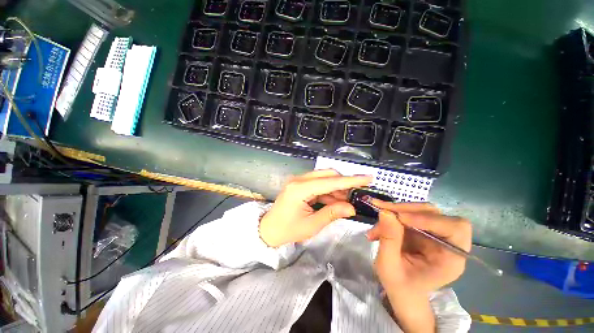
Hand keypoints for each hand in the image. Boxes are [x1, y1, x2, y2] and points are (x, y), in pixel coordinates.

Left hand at [259, 170, 370, 246]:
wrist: (269, 229)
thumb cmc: (288, 230)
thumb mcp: (312, 225)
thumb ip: (332, 213)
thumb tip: (352, 208)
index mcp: (300, 189)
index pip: (330, 182)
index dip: (350, 180)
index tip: (367, 178)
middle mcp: (299, 180)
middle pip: (327, 175)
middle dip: (343, 184)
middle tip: (353, 197)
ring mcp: (298, 180)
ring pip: (324, 178)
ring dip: (336, 188)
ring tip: (344, 202)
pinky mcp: (299, 183)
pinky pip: (318, 183)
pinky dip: (328, 190)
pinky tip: (333, 200)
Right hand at [366, 200, 470, 331]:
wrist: (402, 292)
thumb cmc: (400, 286)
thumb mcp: (389, 267)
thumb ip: (389, 240)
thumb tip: (385, 212)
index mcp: (451, 260)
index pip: (454, 229)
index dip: (429, 219)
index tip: (400, 218)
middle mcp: (447, 243)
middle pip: (434, 213)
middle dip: (406, 210)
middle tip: (382, 211)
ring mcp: (434, 234)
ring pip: (419, 210)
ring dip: (395, 212)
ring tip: (376, 223)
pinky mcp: (422, 229)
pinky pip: (407, 214)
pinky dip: (391, 216)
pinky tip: (377, 228)